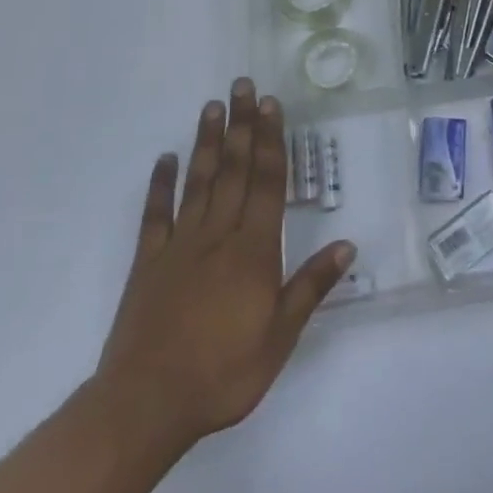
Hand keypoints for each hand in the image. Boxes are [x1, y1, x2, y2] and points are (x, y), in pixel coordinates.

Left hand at [92, 78, 353, 452]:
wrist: (145, 407)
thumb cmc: (223, 373)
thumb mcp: (280, 337)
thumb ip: (311, 286)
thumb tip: (347, 245)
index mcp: (253, 250)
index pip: (266, 182)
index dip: (270, 140)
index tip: (270, 105)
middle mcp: (218, 235)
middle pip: (233, 170)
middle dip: (241, 125)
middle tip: (242, 85)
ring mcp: (179, 246)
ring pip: (198, 182)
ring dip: (207, 142)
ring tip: (212, 106)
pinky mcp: (147, 264)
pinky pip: (155, 216)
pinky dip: (160, 185)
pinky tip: (165, 158)